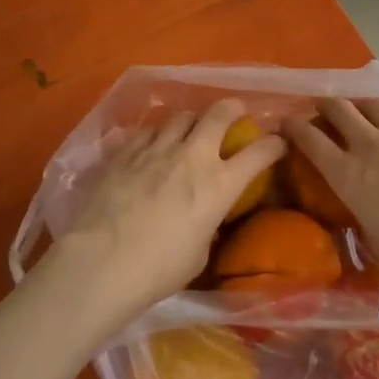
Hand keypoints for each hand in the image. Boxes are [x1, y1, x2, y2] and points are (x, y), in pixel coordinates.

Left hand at [52, 99, 284, 327]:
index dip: (273, 144)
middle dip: (232, 109)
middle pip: (220, 113)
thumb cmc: (158, 270)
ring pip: (181, 116)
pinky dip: (156, 136)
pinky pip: (148, 131)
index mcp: (219, 184)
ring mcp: (157, 148)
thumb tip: (204, 215)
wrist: (102, 263)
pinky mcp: (126, 150)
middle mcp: (193, 156)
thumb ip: (207, 224)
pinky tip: (151, 148)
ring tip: (187, 131)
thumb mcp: (199, 252)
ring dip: (191, 122)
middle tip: (234, 113)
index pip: (260, 152)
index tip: (276, 143)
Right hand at [283, 97, 378, 295]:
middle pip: (339, 108)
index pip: (310, 138)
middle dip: (325, 104)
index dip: (294, 127)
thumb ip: (360, 212)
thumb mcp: (372, 237)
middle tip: (323, 109)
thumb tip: (360, 207)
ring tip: (361, 110)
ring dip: (362, 104)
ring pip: (374, 103)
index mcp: (348, 174)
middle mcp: (371, 145)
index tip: (287, 123)